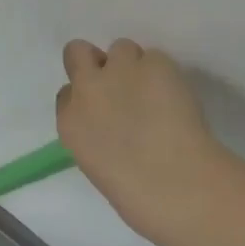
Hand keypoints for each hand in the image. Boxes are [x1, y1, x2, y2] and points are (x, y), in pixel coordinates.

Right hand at [55, 39, 238, 238]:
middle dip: (95, 61)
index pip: (66, 93)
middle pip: (77, 52)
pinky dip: (165, 73)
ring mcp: (119, 71)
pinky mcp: (155, 64)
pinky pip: (157, 57)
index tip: (104, 110)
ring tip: (156, 89)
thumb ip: (97, 136)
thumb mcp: (98, 166)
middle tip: (120, 81)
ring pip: (121, 47)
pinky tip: (178, 96)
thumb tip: (116, 127)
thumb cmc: (139, 197)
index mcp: (70, 123)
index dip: (86, 96)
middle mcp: (87, 89)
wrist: (177, 185)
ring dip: (134, 64)